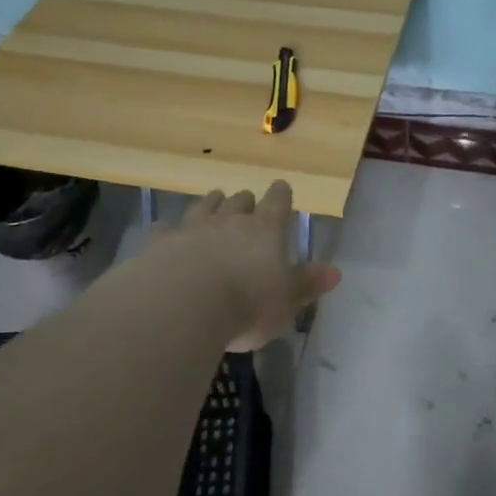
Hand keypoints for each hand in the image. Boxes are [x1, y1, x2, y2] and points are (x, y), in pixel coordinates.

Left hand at [154, 181, 340, 350]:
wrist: (182, 306)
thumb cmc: (246, 306)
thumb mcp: (286, 302)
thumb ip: (307, 284)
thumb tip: (335, 272)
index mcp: (265, 230)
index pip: (278, 202)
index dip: (281, 195)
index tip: (282, 188)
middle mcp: (229, 221)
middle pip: (239, 201)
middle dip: (245, 201)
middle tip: (247, 202)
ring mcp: (192, 228)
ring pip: (204, 206)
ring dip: (211, 203)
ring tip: (214, 200)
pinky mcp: (161, 243)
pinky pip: (166, 229)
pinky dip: (170, 230)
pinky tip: (167, 232)